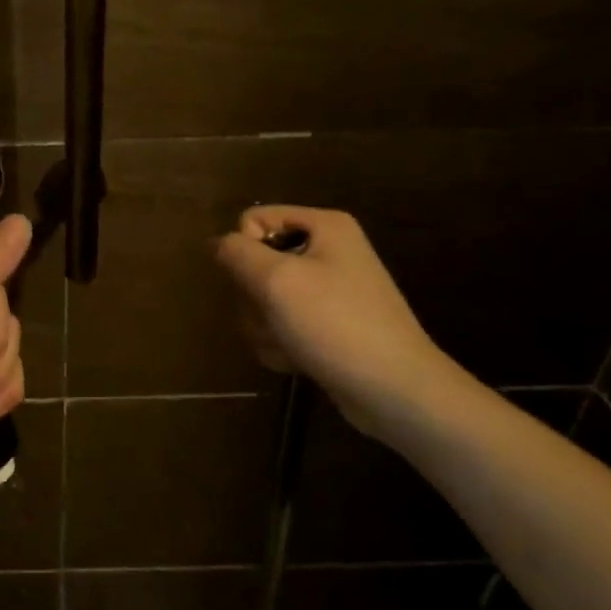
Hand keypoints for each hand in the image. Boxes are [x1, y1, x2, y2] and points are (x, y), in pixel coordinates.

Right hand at [214, 206, 454, 436]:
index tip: (261, 282)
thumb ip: (237, 253)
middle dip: (254, 296)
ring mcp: (328, 291)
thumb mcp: (277, 280)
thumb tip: (217, 243)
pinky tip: (295, 359)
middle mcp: (328, 251)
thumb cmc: (335, 324)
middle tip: (273, 317)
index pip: (253, 220)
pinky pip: (282, 324)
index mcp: (324, 226)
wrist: (393, 389)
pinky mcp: (326, 325)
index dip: (244, 250)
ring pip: (264, 298)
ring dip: (263, 325)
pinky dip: (280, 342)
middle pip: (256, 262)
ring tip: (287, 344)